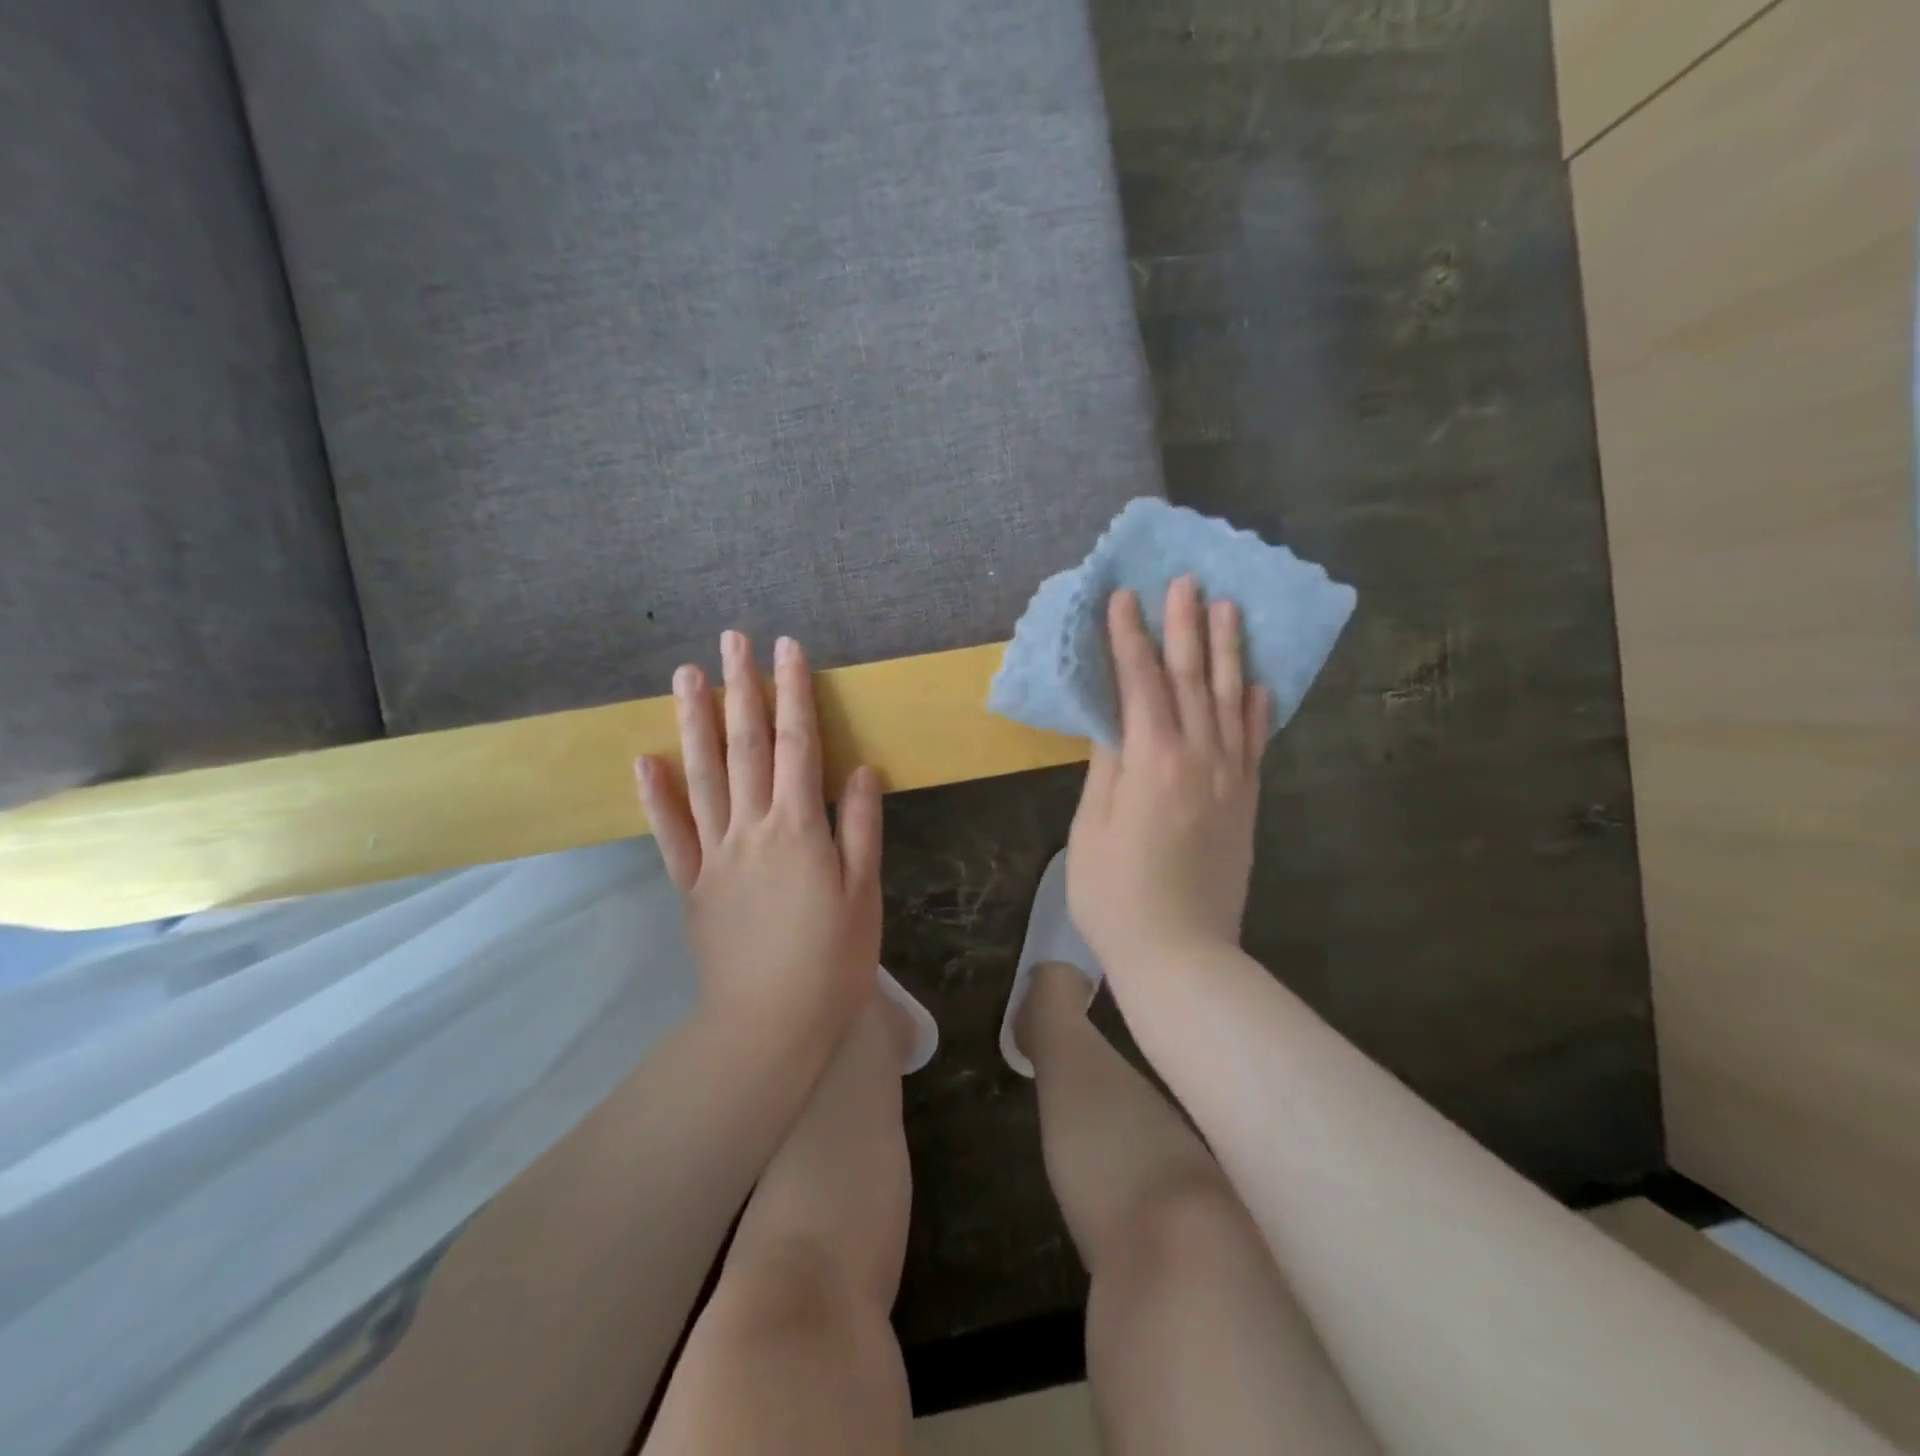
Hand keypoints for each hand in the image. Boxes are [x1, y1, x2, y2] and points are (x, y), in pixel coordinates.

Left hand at [635, 631, 882, 1051]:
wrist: (770, 1024)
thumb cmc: (832, 959)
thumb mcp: (864, 892)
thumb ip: (858, 827)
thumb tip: (857, 768)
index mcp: (798, 828)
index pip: (796, 744)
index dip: (793, 693)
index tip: (786, 648)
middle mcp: (752, 828)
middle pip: (744, 746)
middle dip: (741, 688)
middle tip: (731, 640)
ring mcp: (715, 854)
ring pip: (702, 776)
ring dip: (694, 722)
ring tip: (686, 676)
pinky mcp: (692, 883)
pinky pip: (671, 833)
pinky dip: (657, 795)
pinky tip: (646, 760)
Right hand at [1067, 578, 1269, 974]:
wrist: (1180, 955)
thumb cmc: (1116, 895)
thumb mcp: (1093, 827)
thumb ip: (1108, 766)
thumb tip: (1115, 717)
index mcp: (1154, 762)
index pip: (1141, 683)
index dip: (1130, 638)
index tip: (1124, 597)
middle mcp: (1200, 759)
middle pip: (1193, 679)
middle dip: (1185, 627)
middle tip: (1186, 580)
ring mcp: (1231, 779)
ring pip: (1232, 701)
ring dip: (1228, 652)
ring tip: (1228, 609)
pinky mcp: (1247, 801)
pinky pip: (1255, 742)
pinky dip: (1257, 707)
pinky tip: (1258, 682)